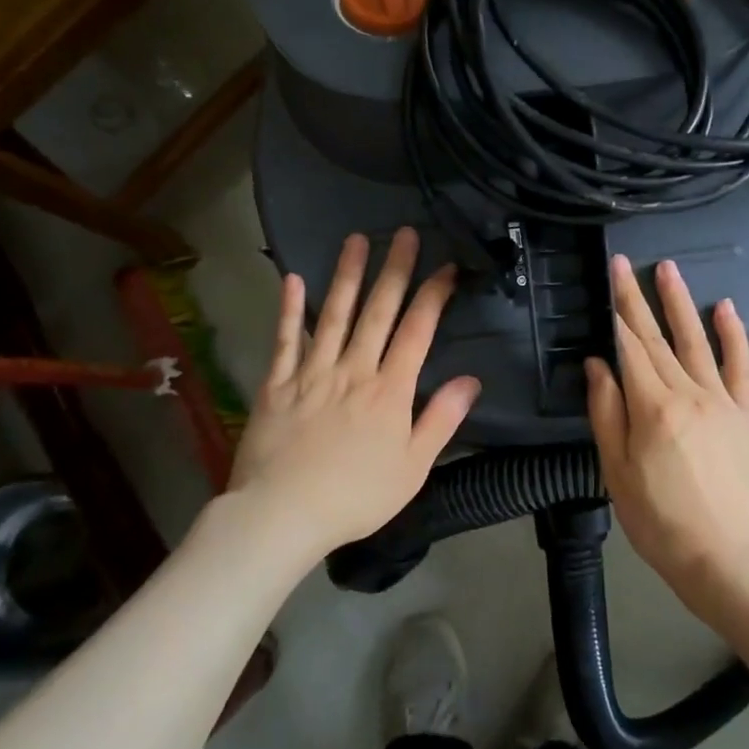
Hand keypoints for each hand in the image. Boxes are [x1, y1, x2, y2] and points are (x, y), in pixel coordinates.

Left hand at [223, 229, 480, 560]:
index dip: (433, 296)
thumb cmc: (356, 497)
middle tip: (404, 233)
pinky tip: (294, 279)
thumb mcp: (413, 467)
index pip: (417, 331)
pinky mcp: (276, 384)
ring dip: (347, 275)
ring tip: (357, 240)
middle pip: (377, 312)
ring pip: (333, 314)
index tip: (446, 267)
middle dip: (394, 270)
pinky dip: (289, 309)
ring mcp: (311, 373)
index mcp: (389, 391)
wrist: (283, 515)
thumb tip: (471, 379)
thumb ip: (441, 419)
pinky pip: (284, 340)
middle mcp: (353, 370)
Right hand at [586, 255, 748, 603]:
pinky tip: (724, 307)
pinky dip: (733, 334)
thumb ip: (607, 412)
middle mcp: (688, 393)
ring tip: (667, 270)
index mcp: (652, 407)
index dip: (616, 312)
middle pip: (657, 339)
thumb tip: (597, 364)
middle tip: (625, 264)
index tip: (608, 280)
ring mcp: (722, 401)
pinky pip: (741, 366)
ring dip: (680, 303)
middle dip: (637, 299)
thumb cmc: (658, 519)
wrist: (723, 555)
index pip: (629, 348)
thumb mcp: (616, 471)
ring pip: (697, 342)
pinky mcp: (746, 414)